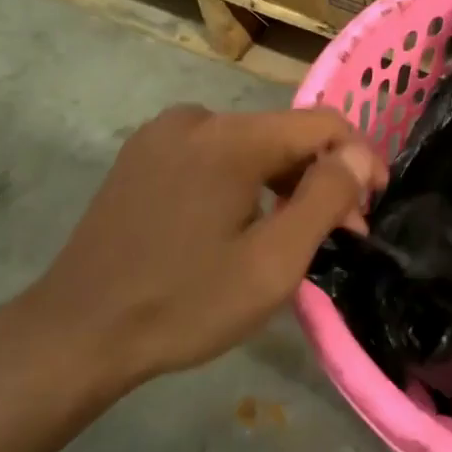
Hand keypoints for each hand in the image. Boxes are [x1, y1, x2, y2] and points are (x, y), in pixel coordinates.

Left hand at [7, 106, 382, 391]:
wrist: (76, 333)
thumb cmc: (186, 302)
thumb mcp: (273, 262)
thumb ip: (326, 199)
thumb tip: (358, 157)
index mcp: (231, 138)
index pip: (322, 123)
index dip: (360, 156)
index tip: (376, 201)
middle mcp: (196, 119)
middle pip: (285, 134)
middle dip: (322, 177)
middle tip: (343, 232)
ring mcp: (161, 136)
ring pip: (250, 145)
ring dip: (284, 182)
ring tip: (296, 234)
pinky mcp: (141, 157)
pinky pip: (214, 156)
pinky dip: (245, 182)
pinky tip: (245, 224)